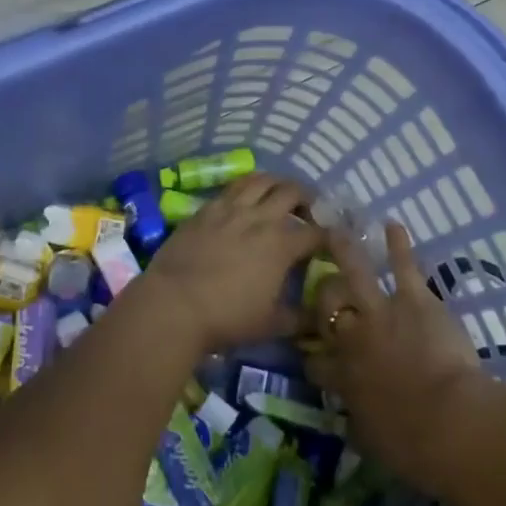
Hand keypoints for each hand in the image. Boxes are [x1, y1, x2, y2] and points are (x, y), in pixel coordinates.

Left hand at [138, 174, 323, 353]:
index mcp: (282, 245)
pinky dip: (246, 188)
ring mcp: (231, 209)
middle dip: (307, 198)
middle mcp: (260, 218)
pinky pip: (232, 188)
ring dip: (276, 183)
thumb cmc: (226, 317)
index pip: (316, 233)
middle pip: (292, 192)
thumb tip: (317, 319)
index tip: (332, 241)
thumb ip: (298, 319)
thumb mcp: (270, 325)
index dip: (329, 236)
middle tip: (307, 211)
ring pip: (261, 180)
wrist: (174, 304)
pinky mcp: (205, 209)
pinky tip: (245, 200)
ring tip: (278, 194)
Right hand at [304, 223, 487, 482]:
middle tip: (324, 289)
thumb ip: (357, 423)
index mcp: (342, 377)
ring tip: (336, 230)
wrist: (446, 424)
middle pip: (326, 307)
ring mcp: (380, 313)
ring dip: (345, 249)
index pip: (315, 362)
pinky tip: (394, 225)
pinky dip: (398, 244)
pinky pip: (403, 266)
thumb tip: (352, 420)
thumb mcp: (370, 442)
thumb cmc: (410, 445)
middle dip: (323, 297)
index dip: (312, 357)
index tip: (313, 356)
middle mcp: (352, 338)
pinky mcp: (413, 300)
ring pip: (354, 273)